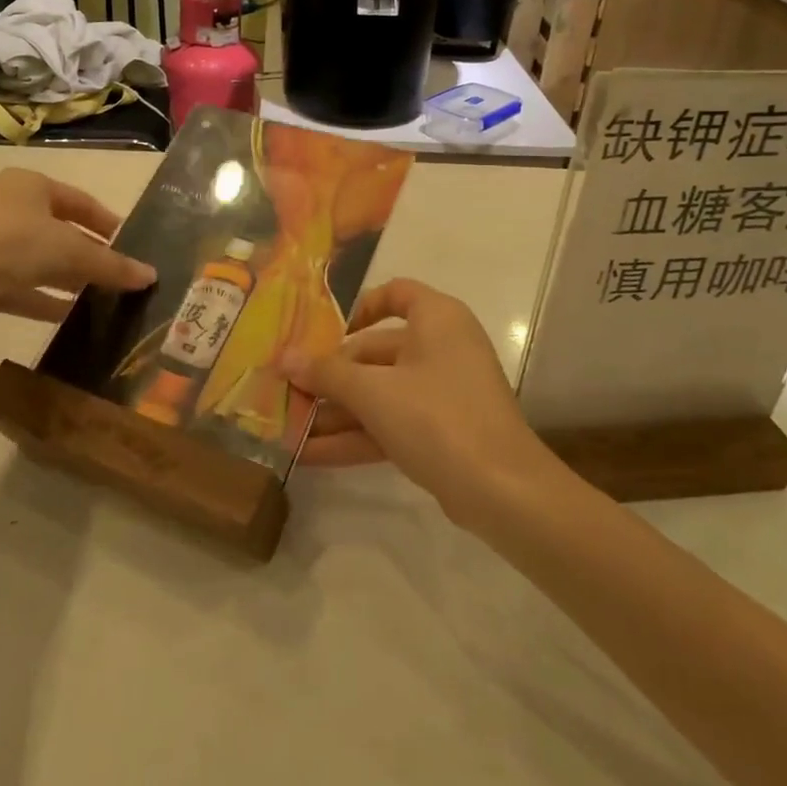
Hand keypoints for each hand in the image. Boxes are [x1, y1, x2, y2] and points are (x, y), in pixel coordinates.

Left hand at [0, 168, 155, 333]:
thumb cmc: (15, 246)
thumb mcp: (73, 253)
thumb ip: (112, 265)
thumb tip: (151, 276)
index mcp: (28, 185)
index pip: (78, 200)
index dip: (106, 222)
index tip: (128, 242)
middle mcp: (3, 205)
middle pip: (56, 230)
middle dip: (85, 254)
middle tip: (112, 274)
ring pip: (34, 259)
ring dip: (63, 278)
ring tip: (92, 299)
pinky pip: (13, 284)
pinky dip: (38, 298)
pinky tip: (61, 316)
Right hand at [286, 278, 553, 525]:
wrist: (503, 491)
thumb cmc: (437, 417)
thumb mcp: (374, 392)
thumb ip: (327, 374)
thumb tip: (283, 358)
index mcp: (436, 319)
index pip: (396, 293)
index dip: (360, 307)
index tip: (325, 333)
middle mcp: (442, 347)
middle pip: (377, 351)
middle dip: (331, 375)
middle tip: (288, 390)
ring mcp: (443, 393)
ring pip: (380, 392)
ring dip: (337, 411)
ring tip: (288, 427)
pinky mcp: (441, 432)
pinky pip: (391, 423)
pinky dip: (356, 436)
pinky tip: (311, 455)